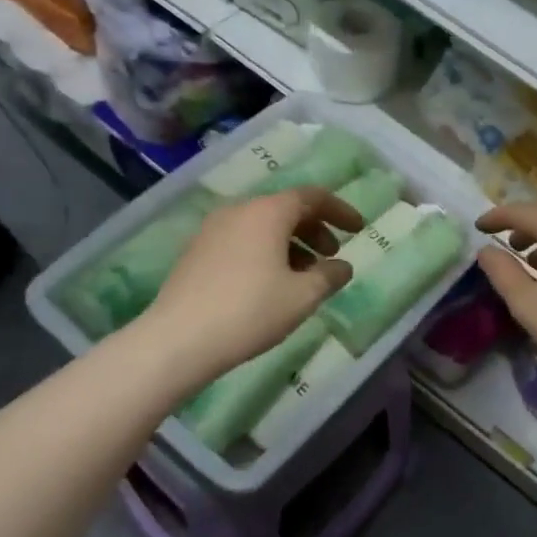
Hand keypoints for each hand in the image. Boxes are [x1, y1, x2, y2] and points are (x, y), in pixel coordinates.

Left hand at [141, 188, 362, 388]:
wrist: (177, 340)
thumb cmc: (250, 311)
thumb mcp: (302, 296)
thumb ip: (330, 276)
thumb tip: (343, 266)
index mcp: (267, 212)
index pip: (313, 197)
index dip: (340, 210)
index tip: (359, 229)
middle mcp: (239, 210)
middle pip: (286, 208)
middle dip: (315, 229)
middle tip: (332, 255)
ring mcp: (212, 229)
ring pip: (262, 225)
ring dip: (291, 243)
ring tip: (303, 275)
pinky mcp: (196, 251)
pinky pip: (242, 240)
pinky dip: (265, 251)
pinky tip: (270, 283)